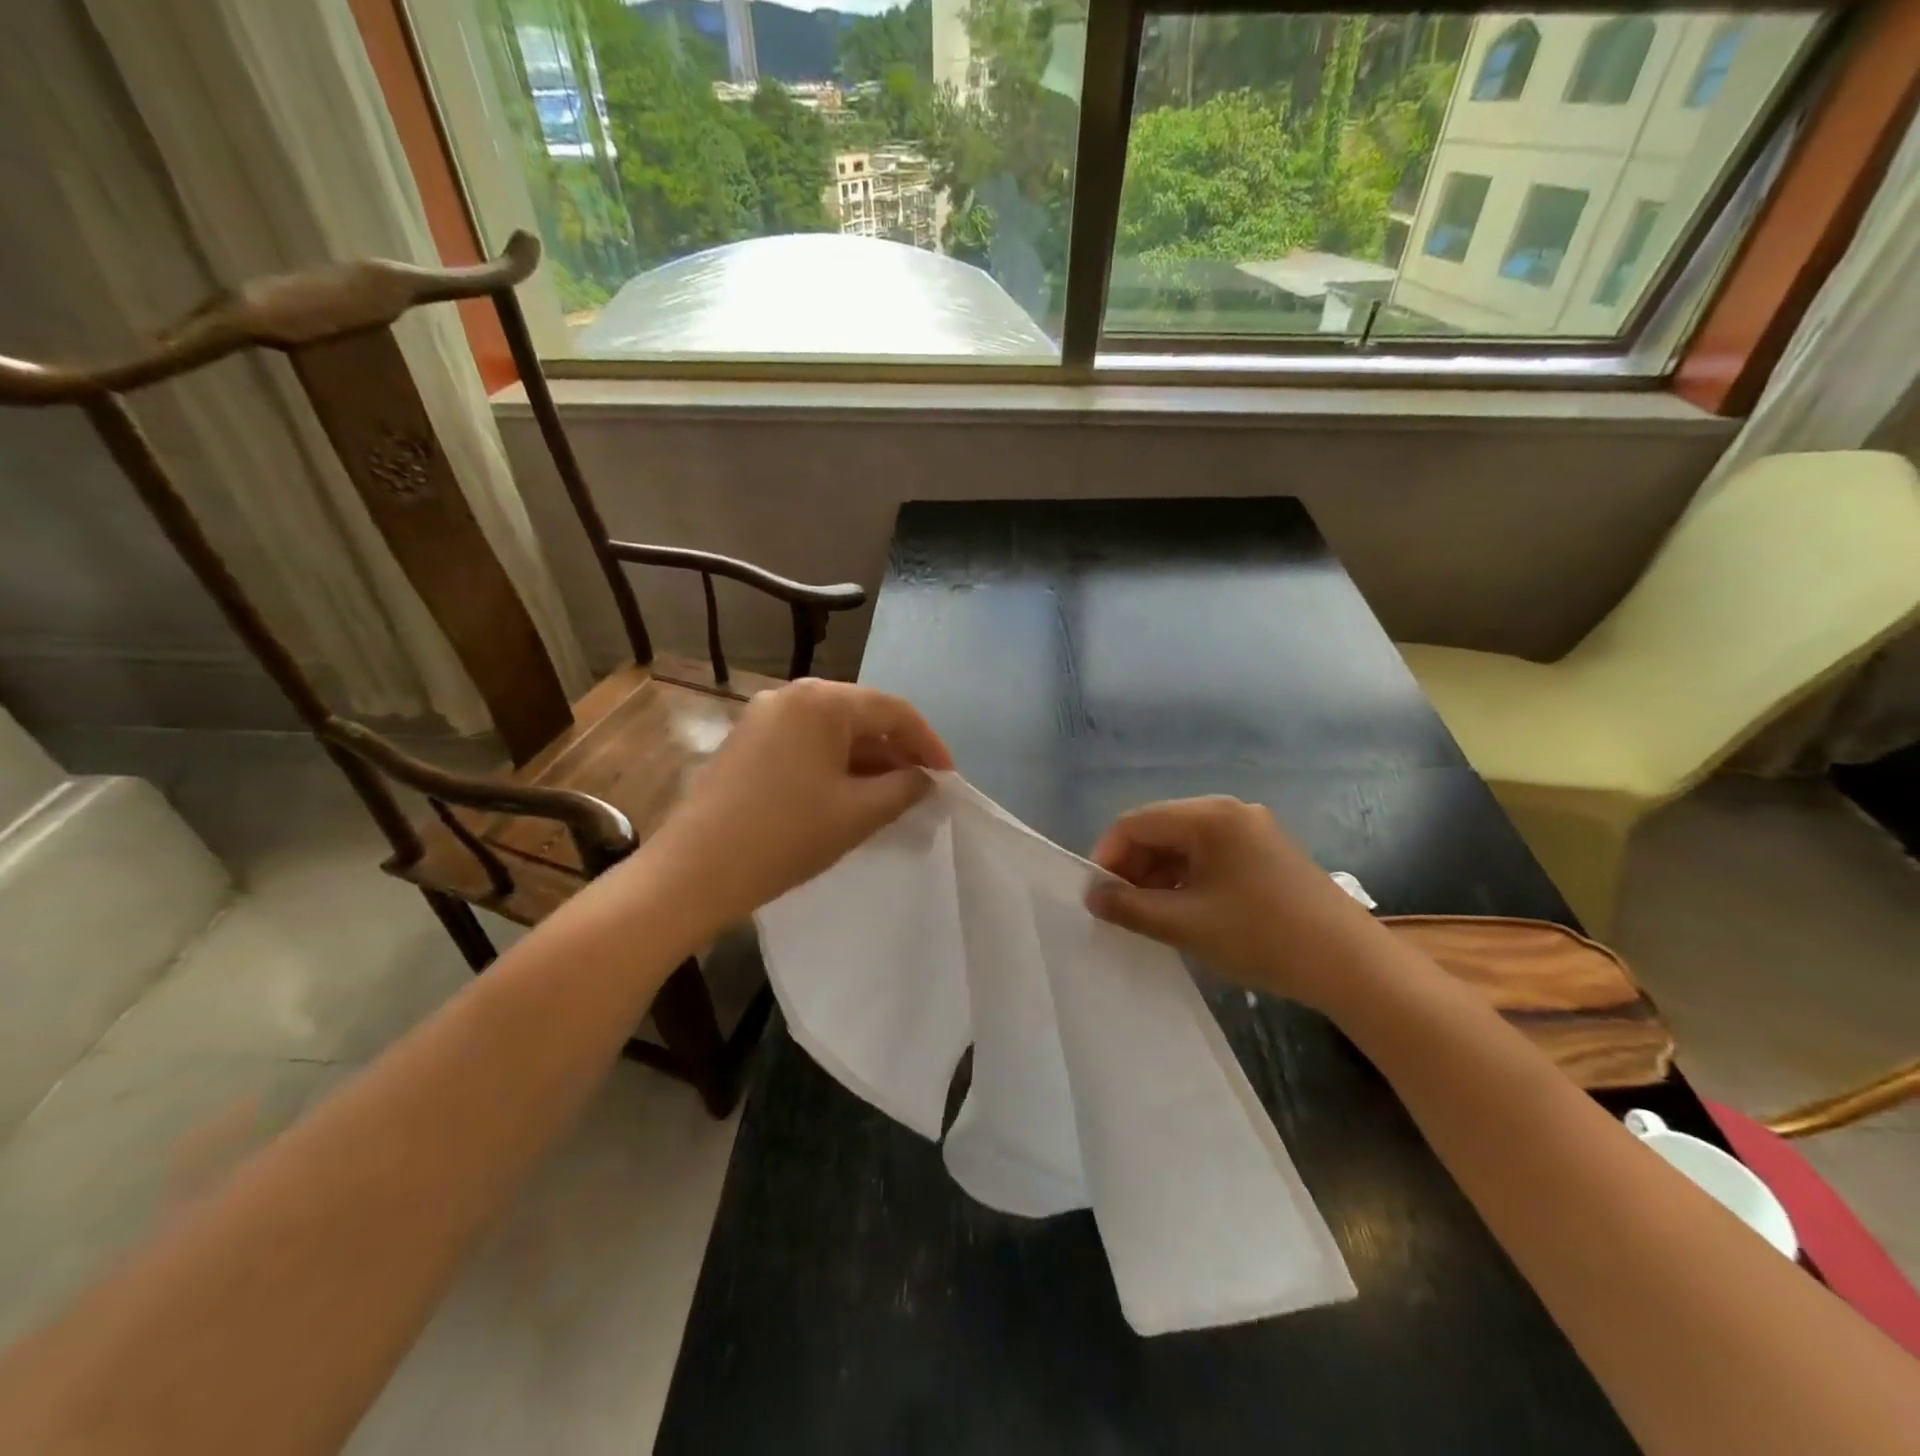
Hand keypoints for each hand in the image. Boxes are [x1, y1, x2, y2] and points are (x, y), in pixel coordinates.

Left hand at [648, 678, 952, 927]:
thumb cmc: (786, 836)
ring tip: (892, 797)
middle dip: (897, 751)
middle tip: (923, 789)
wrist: (695, 871)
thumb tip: (925, 779)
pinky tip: (850, 796)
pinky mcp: (747, 742)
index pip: (893, 710)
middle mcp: (792, 695)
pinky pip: (807, 744)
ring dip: (868, 761)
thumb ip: (904, 788)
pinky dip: (836, 765)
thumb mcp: (858, 813)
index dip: (928, 744)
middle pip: (862, 715)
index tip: (949, 779)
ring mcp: (764, 717)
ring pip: (833, 731)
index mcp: (822, 700)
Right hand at [1086, 796, 1380, 1010]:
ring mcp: (1251, 829)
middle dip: (1133, 867)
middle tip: (1121, 910)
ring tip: (1150, 916)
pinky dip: (1187, 878)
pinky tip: (1184, 910)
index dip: (1107, 856)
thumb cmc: (1261, 937)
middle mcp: (1229, 810)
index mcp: (1208, 816)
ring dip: (1159, 875)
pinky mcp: (1266, 851)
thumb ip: (1130, 908)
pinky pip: (1210, 855)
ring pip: (1184, 843)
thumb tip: (1093, 896)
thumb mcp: (1186, 925)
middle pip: (1160, 829)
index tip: (1097, 896)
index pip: (1135, 822)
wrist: (1351, 965)